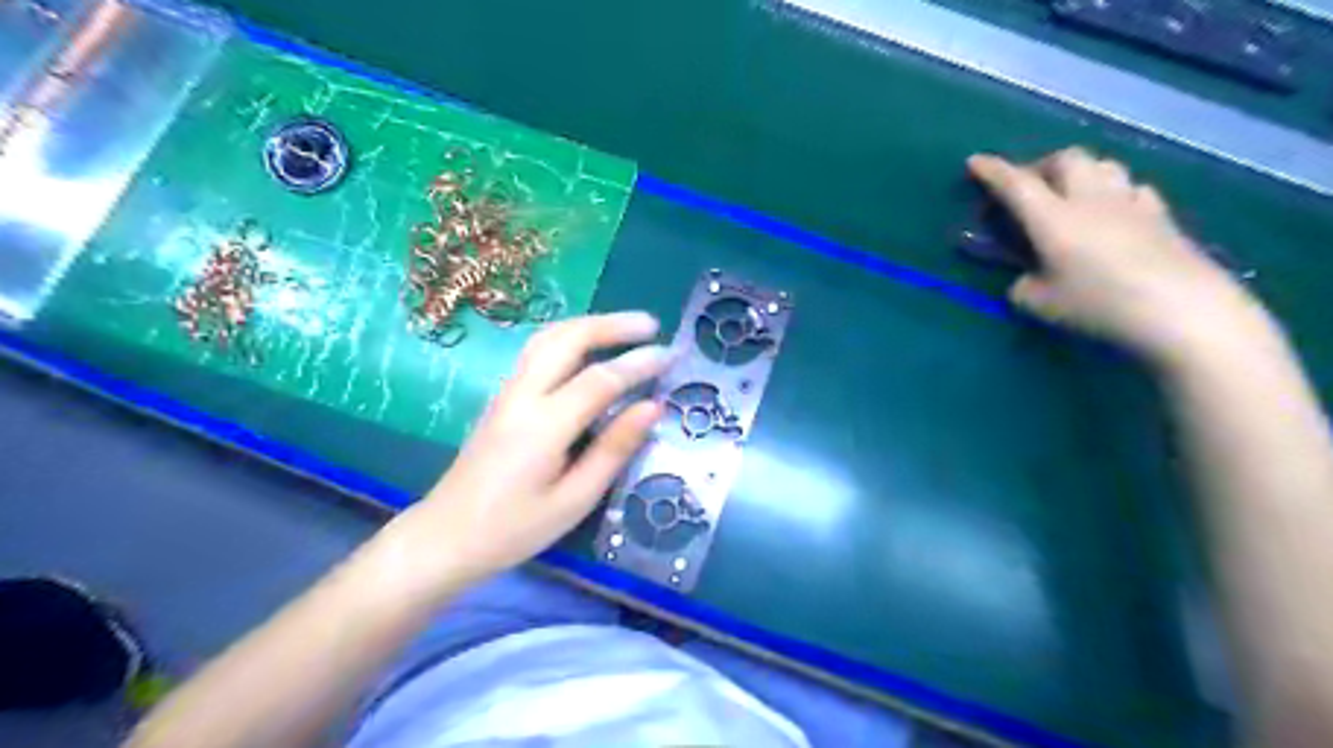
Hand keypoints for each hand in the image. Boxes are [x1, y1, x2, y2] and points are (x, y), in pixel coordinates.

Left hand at [377, 313, 665, 592]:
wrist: (445, 538)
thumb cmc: (514, 529)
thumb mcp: (575, 499)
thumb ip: (614, 449)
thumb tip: (653, 407)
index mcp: (543, 425)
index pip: (600, 379)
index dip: (639, 364)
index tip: (672, 355)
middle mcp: (523, 396)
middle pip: (567, 339)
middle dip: (612, 325)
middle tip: (651, 325)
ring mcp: (507, 392)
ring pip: (548, 338)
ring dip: (589, 325)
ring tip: (625, 328)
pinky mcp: (502, 398)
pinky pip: (537, 351)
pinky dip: (569, 338)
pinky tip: (588, 348)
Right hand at [969, 148, 1267, 366]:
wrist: (1181, 309)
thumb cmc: (1098, 305)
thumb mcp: (1040, 305)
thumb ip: (1023, 288)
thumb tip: (1024, 280)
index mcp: (1052, 218)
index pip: (1015, 184)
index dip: (992, 170)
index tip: (974, 162)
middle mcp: (1089, 199)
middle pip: (1065, 159)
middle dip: (1041, 166)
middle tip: (1028, 189)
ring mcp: (1130, 203)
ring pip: (1102, 164)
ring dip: (1079, 172)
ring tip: (1070, 194)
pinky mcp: (1161, 215)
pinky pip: (1133, 187)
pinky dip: (1114, 191)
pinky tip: (1113, 211)